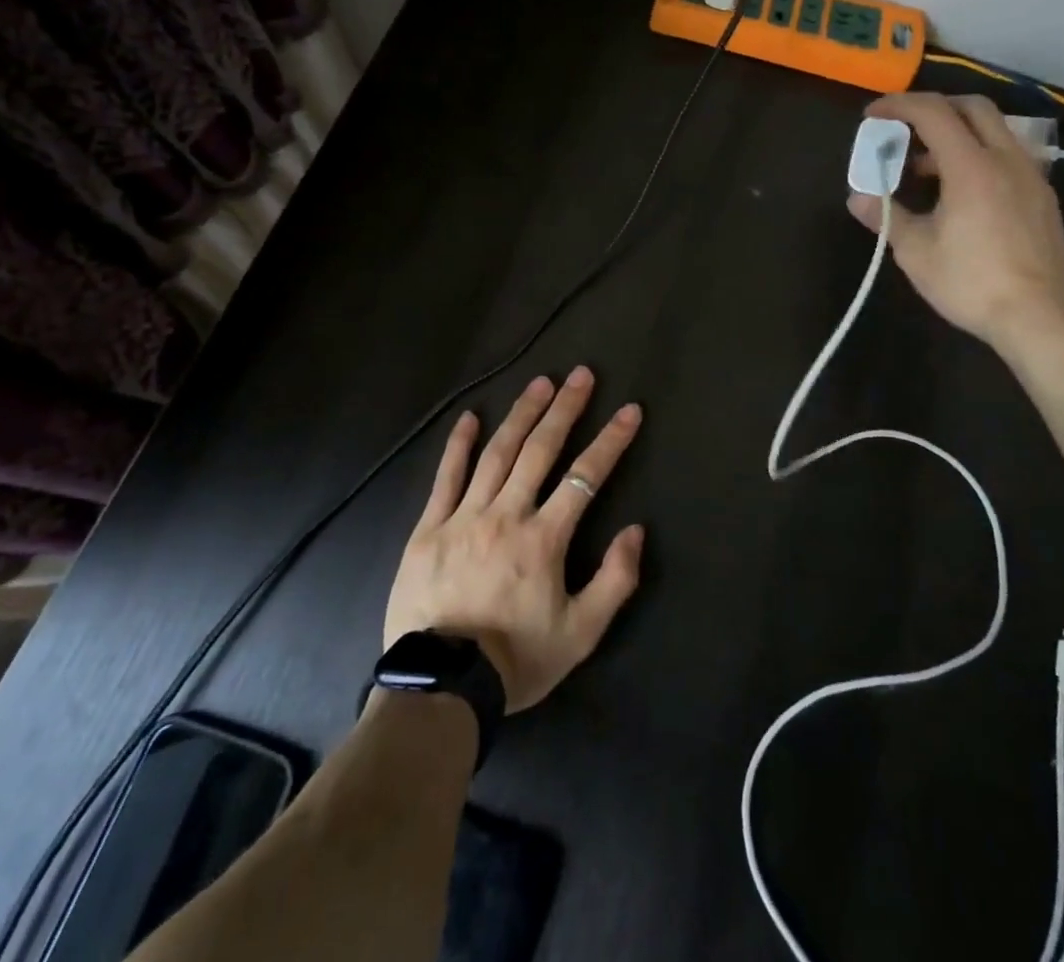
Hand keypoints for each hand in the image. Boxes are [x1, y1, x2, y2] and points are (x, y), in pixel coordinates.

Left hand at [383, 367, 645, 713]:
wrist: (440, 689)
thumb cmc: (516, 661)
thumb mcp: (580, 635)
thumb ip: (614, 581)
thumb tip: (635, 530)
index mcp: (544, 539)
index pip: (585, 477)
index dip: (611, 441)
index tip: (629, 410)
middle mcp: (506, 515)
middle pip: (540, 450)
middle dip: (565, 409)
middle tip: (581, 374)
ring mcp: (464, 517)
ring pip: (497, 454)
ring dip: (521, 414)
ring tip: (540, 383)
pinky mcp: (429, 529)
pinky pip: (445, 478)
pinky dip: (458, 446)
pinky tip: (470, 418)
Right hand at [846, 92, 1063, 353]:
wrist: (1042, 316)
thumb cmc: (972, 282)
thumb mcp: (916, 252)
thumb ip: (886, 217)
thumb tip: (857, 198)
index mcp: (971, 166)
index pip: (933, 113)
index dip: (898, 106)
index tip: (872, 115)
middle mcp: (1006, 159)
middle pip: (972, 108)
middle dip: (933, 107)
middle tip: (903, 128)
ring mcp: (1030, 176)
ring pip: (994, 130)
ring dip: (957, 133)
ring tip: (925, 167)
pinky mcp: (1042, 197)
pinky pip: (1008, 155)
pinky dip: (978, 154)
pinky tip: (960, 191)